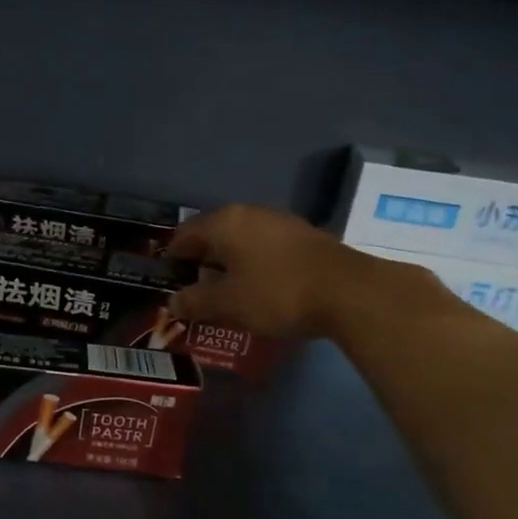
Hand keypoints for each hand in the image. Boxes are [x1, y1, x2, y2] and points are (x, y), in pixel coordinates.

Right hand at [165, 204, 410, 340]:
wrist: (349, 292)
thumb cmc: (277, 293)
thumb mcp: (228, 304)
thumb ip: (195, 302)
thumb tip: (172, 302)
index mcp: (225, 223)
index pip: (184, 235)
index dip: (172, 258)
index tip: (168, 281)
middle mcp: (249, 214)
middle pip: (213, 234)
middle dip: (200, 261)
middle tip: (194, 290)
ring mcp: (280, 222)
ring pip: (241, 240)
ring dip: (229, 263)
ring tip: (225, 292)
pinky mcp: (304, 236)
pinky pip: (264, 247)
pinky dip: (253, 264)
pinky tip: (258, 287)